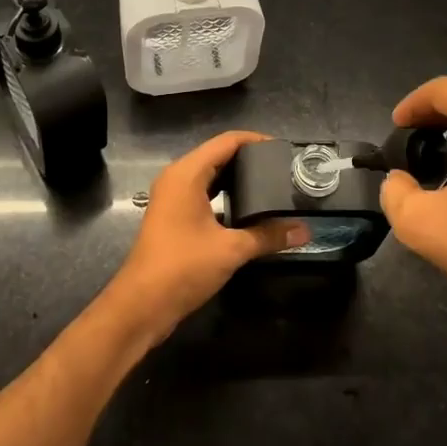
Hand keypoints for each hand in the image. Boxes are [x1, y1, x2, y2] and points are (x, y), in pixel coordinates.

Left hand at [104, 131, 309, 341]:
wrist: (142, 305)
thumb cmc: (183, 267)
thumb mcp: (231, 249)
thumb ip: (268, 236)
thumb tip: (304, 231)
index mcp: (187, 174)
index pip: (226, 142)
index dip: (256, 140)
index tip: (284, 150)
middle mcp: (177, 178)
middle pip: (217, 155)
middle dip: (249, 159)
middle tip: (282, 169)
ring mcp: (172, 198)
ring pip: (209, 175)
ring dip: (236, 178)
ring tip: (270, 185)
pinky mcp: (172, 216)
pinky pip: (203, 192)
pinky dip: (224, 194)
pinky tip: (247, 209)